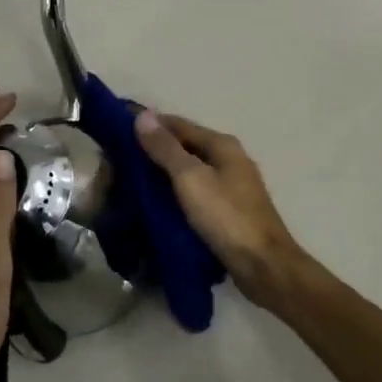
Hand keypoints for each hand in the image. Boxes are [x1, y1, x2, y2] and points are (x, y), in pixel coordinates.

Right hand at [133, 110, 328, 314]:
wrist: (263, 266)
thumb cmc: (226, 217)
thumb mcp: (190, 179)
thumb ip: (166, 148)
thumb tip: (142, 115)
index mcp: (222, 145)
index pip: (178, 125)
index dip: (149, 125)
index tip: (117, 131)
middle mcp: (229, 159)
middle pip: (185, 147)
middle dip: (154, 151)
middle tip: (119, 162)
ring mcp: (231, 186)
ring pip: (189, 172)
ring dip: (163, 174)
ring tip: (131, 183)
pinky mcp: (228, 211)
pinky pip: (195, 193)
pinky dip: (176, 194)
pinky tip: (157, 205)